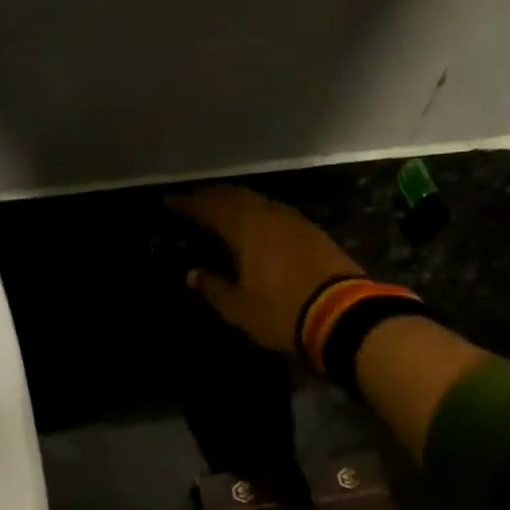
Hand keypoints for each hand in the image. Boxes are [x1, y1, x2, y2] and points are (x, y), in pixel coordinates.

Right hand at [170, 185, 364, 352]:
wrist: (341, 314)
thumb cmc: (281, 311)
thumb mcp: (239, 308)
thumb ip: (213, 288)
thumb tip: (194, 273)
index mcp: (246, 228)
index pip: (210, 206)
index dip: (187, 203)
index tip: (168, 202)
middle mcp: (270, 215)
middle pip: (236, 196)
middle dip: (212, 196)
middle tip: (193, 201)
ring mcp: (295, 221)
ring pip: (258, 202)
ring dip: (237, 203)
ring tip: (221, 211)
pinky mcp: (313, 233)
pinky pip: (276, 215)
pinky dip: (258, 215)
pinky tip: (255, 227)